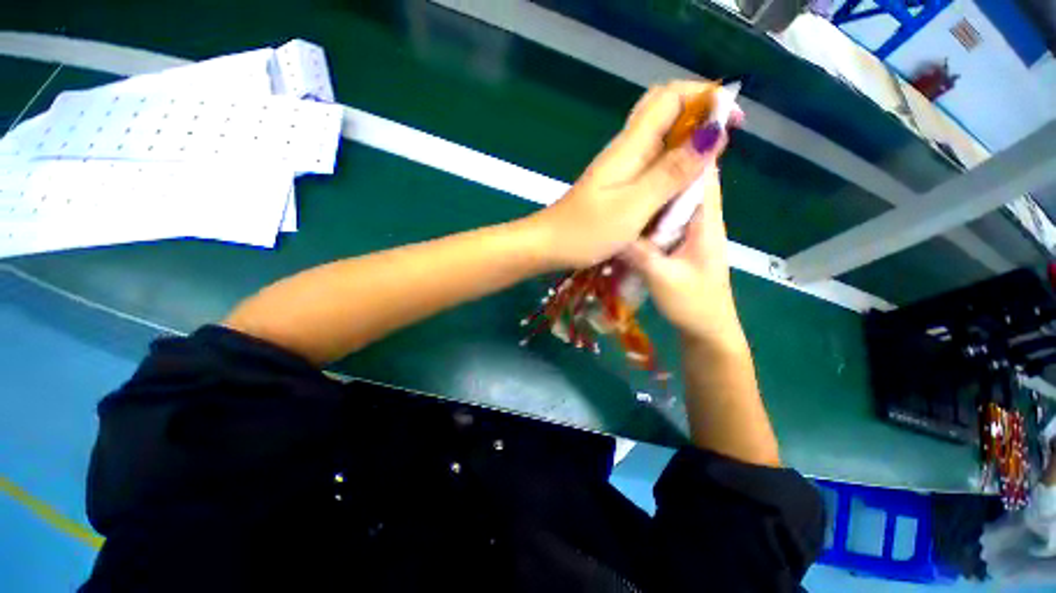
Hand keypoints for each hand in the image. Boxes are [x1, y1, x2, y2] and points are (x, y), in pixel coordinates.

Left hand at [526, 81, 731, 269]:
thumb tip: (712, 133)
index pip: (670, 97)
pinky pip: (649, 166)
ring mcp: (618, 169)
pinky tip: (678, 187)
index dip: (705, 98)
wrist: (549, 245)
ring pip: (658, 142)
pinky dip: (670, 168)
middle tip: (721, 147)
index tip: (731, 122)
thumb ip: (671, 172)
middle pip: (665, 114)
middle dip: (699, 120)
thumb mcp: (634, 205)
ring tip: (707, 170)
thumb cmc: (586, 230)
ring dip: (686, 147)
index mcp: (630, 147)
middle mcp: (625, 151)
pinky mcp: (615, 186)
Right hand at [621, 164, 743, 346]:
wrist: (706, 331)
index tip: (665, 128)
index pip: (703, 174)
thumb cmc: (694, 305)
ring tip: (627, 175)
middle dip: (665, 163)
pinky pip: (663, 220)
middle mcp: (699, 221)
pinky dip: (648, 211)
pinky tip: (628, 211)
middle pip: (685, 182)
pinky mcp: (677, 245)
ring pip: (672, 201)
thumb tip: (614, 232)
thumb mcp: (664, 280)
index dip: (691, 148)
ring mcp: (687, 233)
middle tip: (633, 152)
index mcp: (705, 222)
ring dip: (654, 187)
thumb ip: (641, 255)